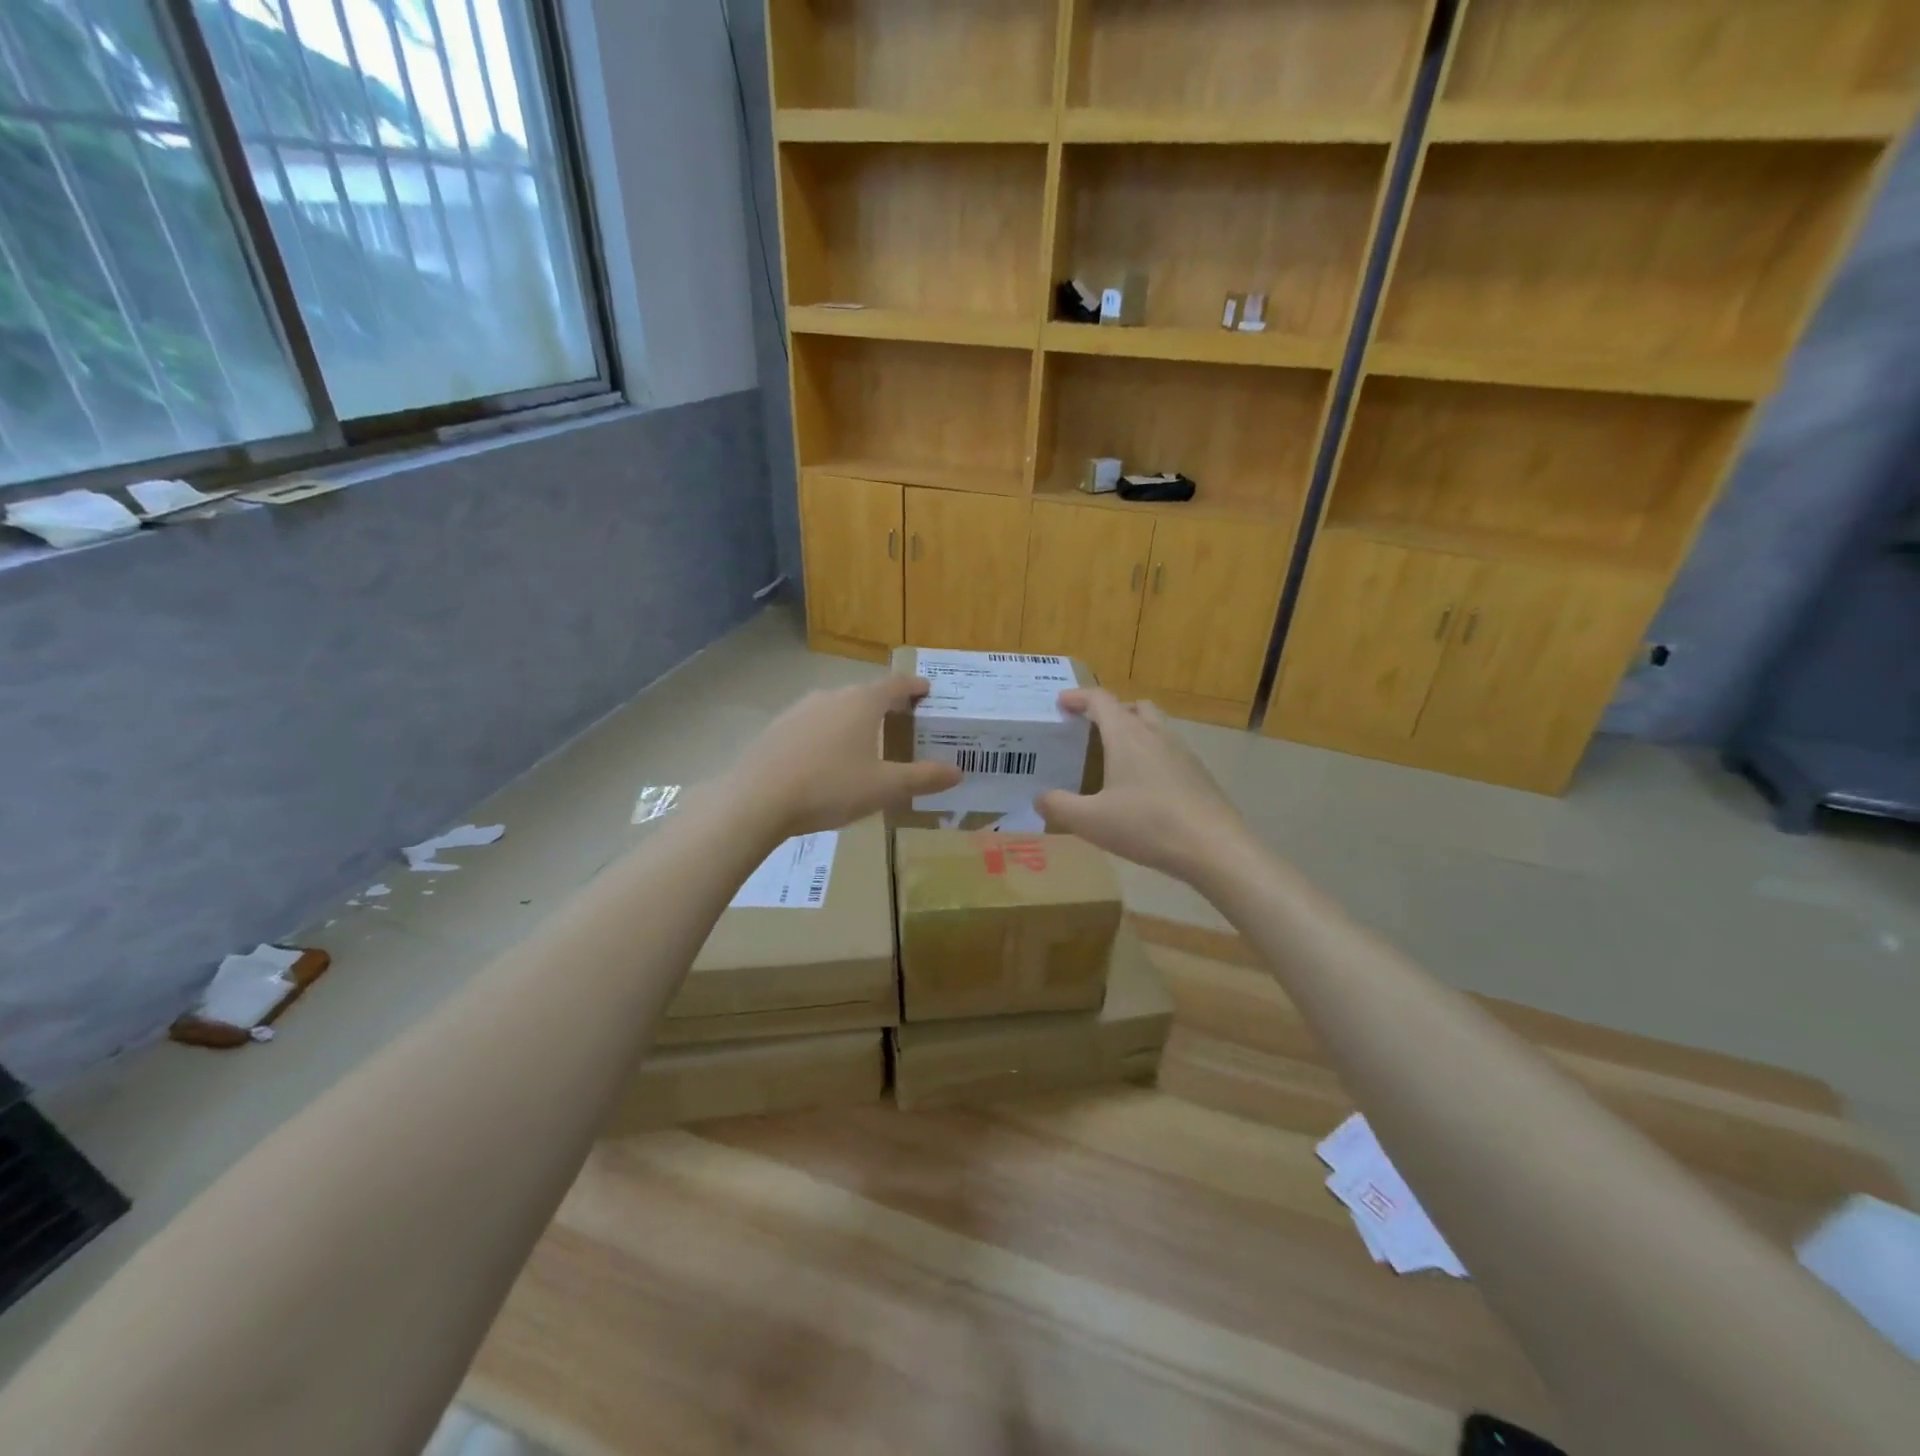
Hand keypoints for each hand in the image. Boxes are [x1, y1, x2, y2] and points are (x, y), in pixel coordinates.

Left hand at [728, 676, 960, 837]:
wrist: (757, 799)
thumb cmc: (829, 787)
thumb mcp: (883, 788)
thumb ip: (922, 778)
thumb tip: (957, 772)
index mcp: (862, 703)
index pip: (895, 684)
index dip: (914, 687)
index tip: (927, 690)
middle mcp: (831, 696)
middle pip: (865, 693)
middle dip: (886, 704)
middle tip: (902, 720)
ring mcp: (799, 709)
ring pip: (836, 707)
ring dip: (854, 718)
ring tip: (865, 740)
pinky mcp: (777, 728)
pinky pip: (812, 724)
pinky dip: (828, 733)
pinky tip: (826, 758)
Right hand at [1036, 689, 1255, 887]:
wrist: (1214, 848)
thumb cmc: (1147, 826)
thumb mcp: (1091, 821)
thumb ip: (1059, 806)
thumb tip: (1039, 798)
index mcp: (1126, 736)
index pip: (1100, 700)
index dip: (1078, 697)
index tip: (1061, 703)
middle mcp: (1156, 735)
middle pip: (1133, 707)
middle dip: (1110, 711)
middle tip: (1090, 729)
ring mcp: (1182, 753)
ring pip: (1156, 727)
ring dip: (1134, 731)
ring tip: (1116, 758)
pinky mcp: (1199, 774)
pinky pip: (1169, 751)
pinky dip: (1152, 755)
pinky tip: (1144, 787)